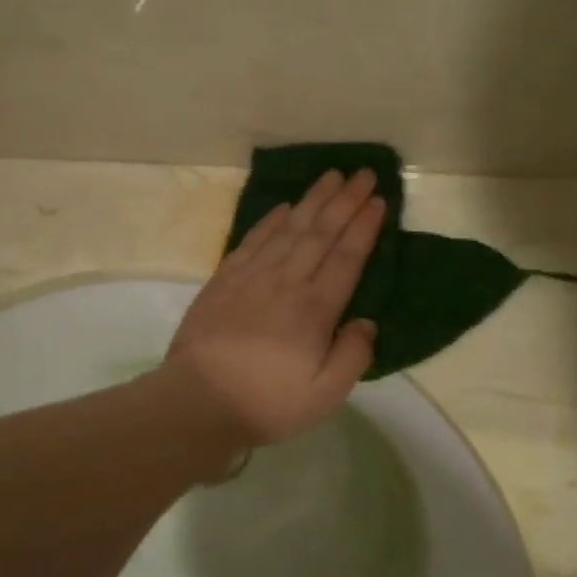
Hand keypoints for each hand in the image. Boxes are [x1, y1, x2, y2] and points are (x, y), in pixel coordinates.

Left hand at [166, 168, 385, 447]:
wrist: (198, 401)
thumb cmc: (267, 402)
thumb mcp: (325, 395)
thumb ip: (352, 356)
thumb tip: (366, 321)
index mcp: (315, 309)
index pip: (347, 257)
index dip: (364, 226)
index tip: (378, 200)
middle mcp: (287, 282)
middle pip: (321, 232)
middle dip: (345, 201)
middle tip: (363, 173)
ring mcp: (253, 277)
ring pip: (289, 228)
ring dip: (313, 200)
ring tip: (331, 176)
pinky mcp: (224, 279)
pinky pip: (253, 240)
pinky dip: (271, 220)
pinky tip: (284, 207)